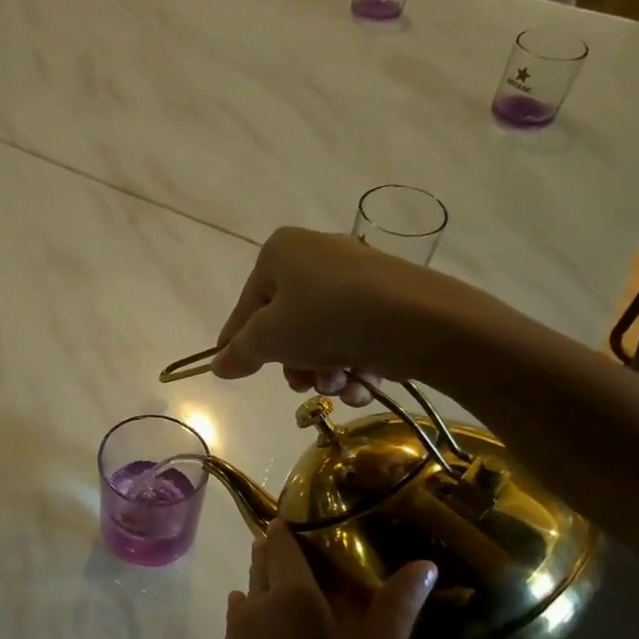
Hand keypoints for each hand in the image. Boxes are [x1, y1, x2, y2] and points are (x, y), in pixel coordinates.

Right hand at [210, 227, 501, 404]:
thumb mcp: (269, 338)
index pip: (246, 306)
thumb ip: (239, 352)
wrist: (420, 320)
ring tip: (339, 387)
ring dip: (325, 372)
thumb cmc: (327, 318)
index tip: (234, 371)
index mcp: (280, 252)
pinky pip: (355, 334)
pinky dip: (355, 364)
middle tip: (303, 386)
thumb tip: (218, 365)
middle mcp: (317, 255)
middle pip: (287, 323)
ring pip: (322, 335)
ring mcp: (356, 275)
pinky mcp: (388, 297)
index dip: (238, 342)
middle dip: (295, 364)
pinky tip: (363, 385)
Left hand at [214, 521, 436, 638]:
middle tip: (320, 561)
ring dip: (269, 594)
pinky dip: (260, 629)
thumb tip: (422, 563)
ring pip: (248, 602)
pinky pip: (242, 636)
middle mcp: (250, 611)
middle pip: (261, 568)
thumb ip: (395, 610)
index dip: (294, 527)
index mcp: (287, 598)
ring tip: (306, 604)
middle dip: (282, 558)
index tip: (316, 520)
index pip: (281, 543)